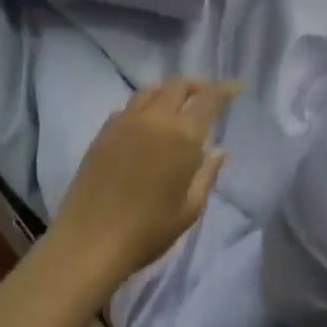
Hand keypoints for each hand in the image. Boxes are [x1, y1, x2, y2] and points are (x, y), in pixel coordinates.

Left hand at [52, 78, 237, 284]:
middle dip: (196, 86)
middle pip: (177, 84)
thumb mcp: (189, 208)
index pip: (208, 97)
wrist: (90, 242)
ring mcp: (125, 122)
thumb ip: (207, 174)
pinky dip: (145, 106)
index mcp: (182, 135)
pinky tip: (147, 126)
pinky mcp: (103, 132)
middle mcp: (154, 119)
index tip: (236, 87)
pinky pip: (128, 106)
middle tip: (206, 99)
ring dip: (168, 92)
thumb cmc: (148, 230)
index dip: (224, 88)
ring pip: (151, 90)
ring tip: (176, 109)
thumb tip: (219, 150)